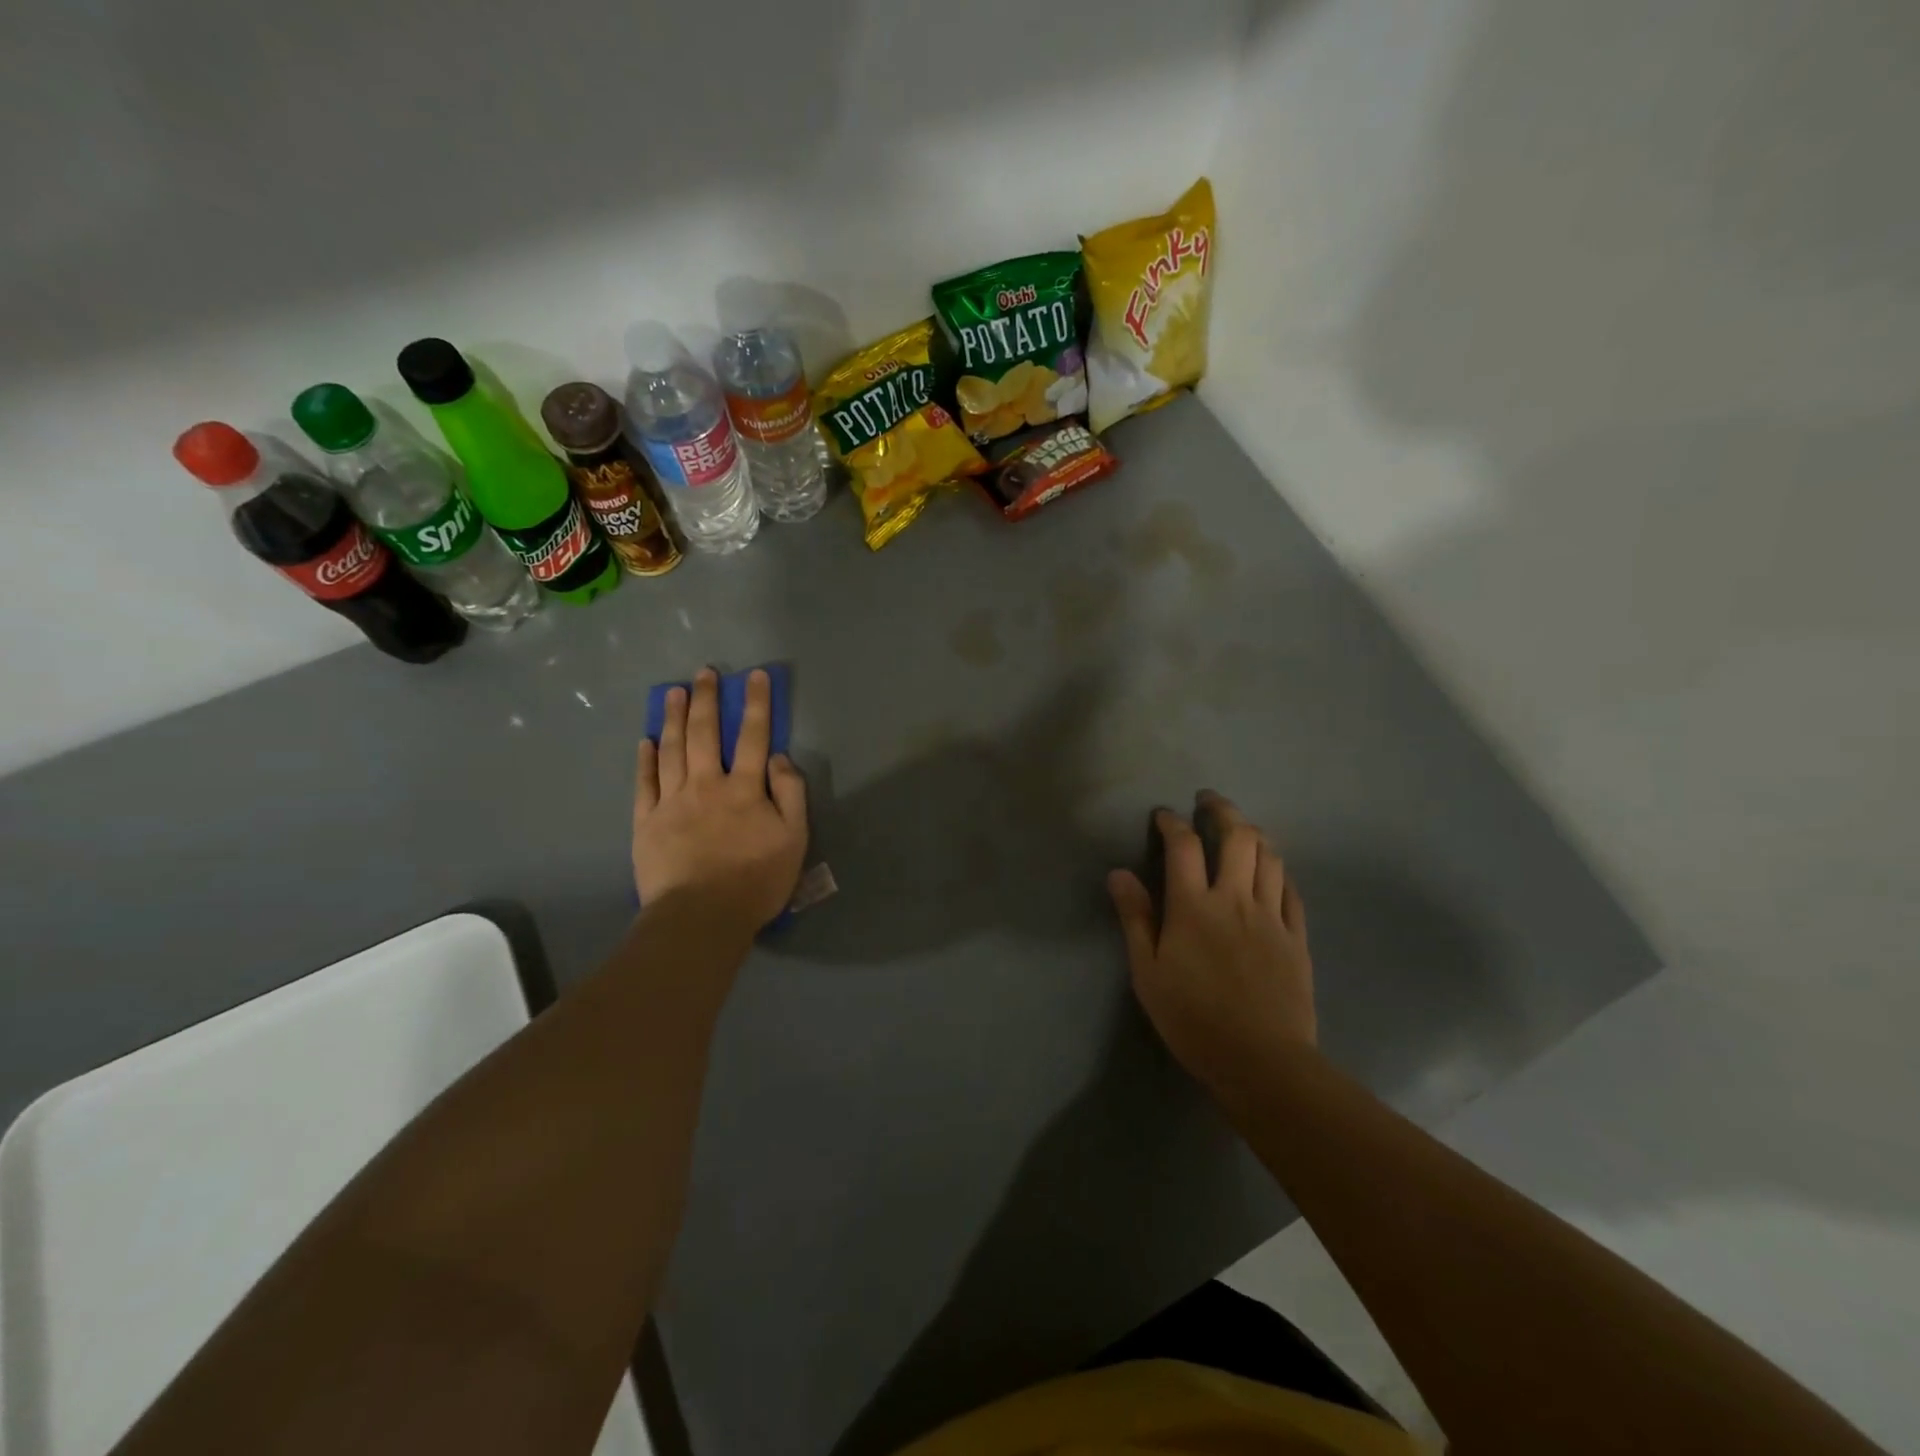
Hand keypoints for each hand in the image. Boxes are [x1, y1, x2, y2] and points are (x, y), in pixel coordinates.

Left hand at [634, 668, 808, 926]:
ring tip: (675, 693)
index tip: (755, 676)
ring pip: (672, 750)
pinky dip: (646, 759)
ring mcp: (672, 801)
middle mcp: (707, 785)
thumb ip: (791, 794)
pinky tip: (647, 741)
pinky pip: (645, 783)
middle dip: (708, 700)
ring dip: (675, 718)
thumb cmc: (755, 881)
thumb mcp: (794, 839)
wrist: (700, 917)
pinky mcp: (646, 822)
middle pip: (706, 734)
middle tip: (705, 672)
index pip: (754, 737)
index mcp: (745, 789)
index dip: (756, 704)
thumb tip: (779, 757)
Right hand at [1108, 792, 1314, 1098]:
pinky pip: (1292, 891)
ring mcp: (1272, 916)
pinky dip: (1279, 871)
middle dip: (1222, 810)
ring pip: (1270, 857)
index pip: (1183, 846)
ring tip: (1241, 828)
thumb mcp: (1148, 973)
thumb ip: (1135, 918)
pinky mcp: (1297, 938)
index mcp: (1194, 907)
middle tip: (1209, 801)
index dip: (1172, 823)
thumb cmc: (1192, 1019)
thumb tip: (1119, 873)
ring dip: (1254, 834)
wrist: (1261, 1061)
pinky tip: (1272, 871)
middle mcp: (1236, 899)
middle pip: (1237, 837)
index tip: (1163, 816)